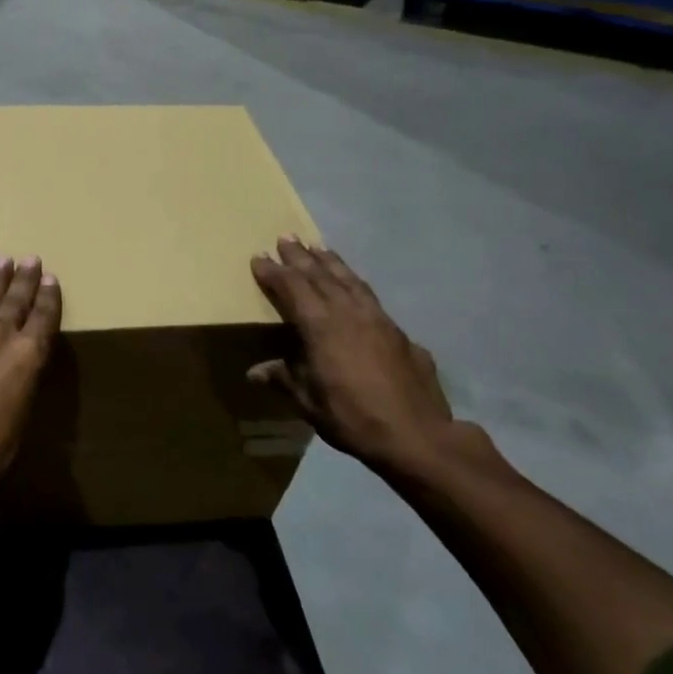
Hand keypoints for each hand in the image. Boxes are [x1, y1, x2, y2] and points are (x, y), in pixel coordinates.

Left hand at [0, 258, 61, 580]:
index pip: (42, 316)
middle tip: (29, 259)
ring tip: (0, 263)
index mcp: (25, 355)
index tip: (50, 277)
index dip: (48, 296)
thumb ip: (19, 377)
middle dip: (23, 278)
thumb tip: (13, 361)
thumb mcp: (21, 414)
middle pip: (13, 299)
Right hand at [249, 237, 453, 471]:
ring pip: (349, 280)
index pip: (292, 288)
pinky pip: (369, 295)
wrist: (418, 436)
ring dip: (331, 262)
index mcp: (320, 326)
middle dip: (300, 256)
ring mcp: (377, 318)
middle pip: (320, 275)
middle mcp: (348, 312)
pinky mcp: (398, 331)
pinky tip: (353, 283)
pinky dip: (354, 282)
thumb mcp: (309, 402)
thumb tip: (254, 371)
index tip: (259, 257)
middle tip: (286, 237)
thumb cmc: (353, 418)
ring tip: (318, 246)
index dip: (273, 272)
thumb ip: (284, 379)